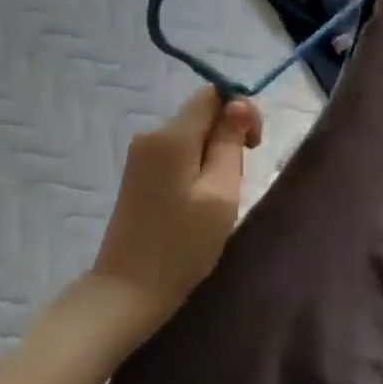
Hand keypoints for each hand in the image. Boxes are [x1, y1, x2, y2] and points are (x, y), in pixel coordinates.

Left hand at [85, 88, 261, 342]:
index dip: (241, 109)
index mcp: (172, 136)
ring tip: (219, 197)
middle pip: (201, 113)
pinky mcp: (138, 175)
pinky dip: (197, 167)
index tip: (253, 146)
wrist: (129, 290)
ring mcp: (141, 156)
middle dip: (228, 135)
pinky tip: (199, 200)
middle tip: (237, 180)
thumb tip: (239, 104)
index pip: (212, 93)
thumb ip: (230, 143)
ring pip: (191, 136)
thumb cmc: (183, 243)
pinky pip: (178, 154)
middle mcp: (151, 136)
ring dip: (213, 154)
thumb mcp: (221, 192)